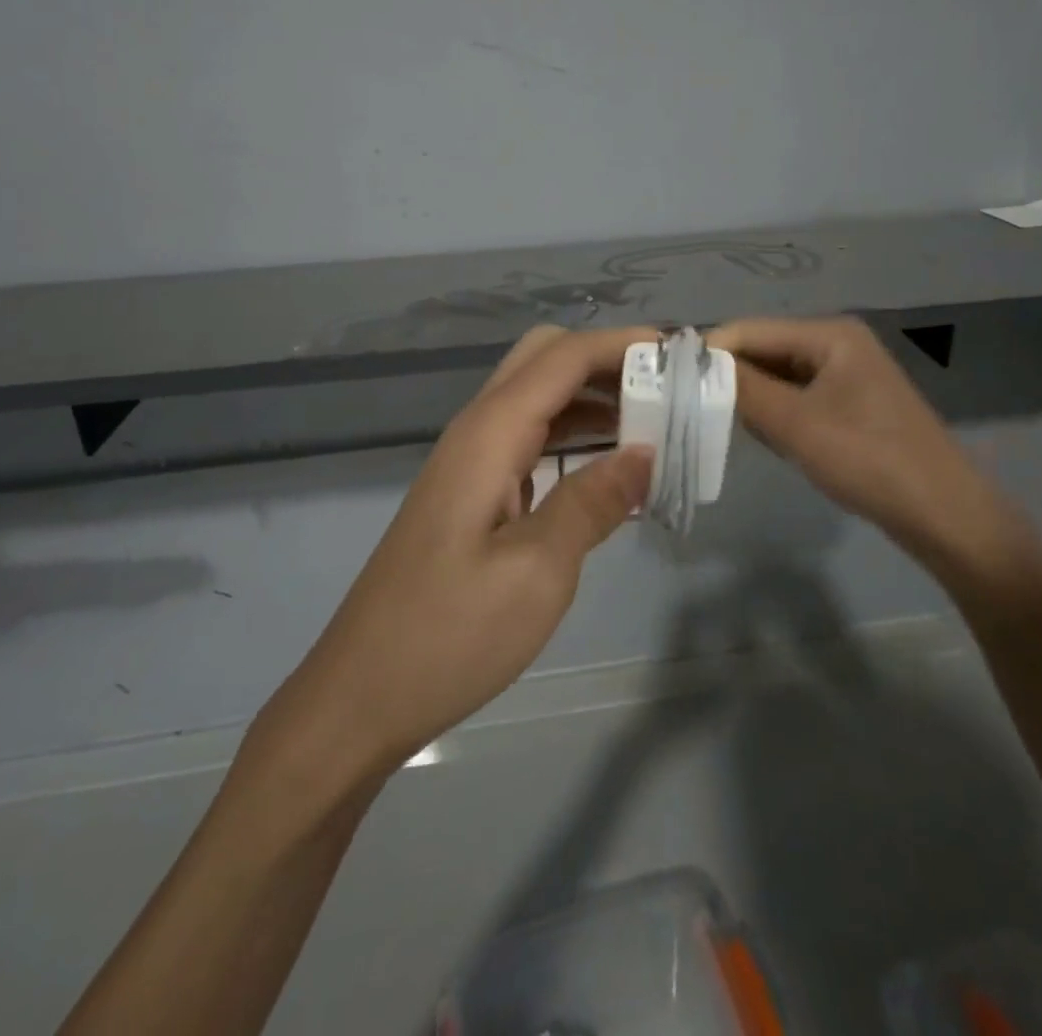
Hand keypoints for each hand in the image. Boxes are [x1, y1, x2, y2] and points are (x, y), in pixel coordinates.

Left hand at [278, 326, 655, 779]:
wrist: (360, 696)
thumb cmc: (448, 636)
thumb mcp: (537, 572)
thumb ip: (592, 502)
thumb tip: (646, 452)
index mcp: (489, 435)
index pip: (563, 357)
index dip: (623, 345)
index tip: (681, 355)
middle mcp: (476, 432)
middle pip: (544, 360)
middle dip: (606, 362)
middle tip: (665, 392)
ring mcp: (469, 464)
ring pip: (537, 399)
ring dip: (593, 399)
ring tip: (654, 427)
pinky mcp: (471, 494)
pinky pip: (529, 441)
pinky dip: (573, 438)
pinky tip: (609, 473)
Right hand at [707, 317, 1041, 598]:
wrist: (944, 514)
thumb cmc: (869, 460)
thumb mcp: (796, 425)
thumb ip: (743, 390)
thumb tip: (695, 364)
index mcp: (830, 334)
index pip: (751, 329)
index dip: (710, 353)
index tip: (669, 382)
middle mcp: (838, 343)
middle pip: (765, 350)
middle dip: (730, 378)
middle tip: (691, 408)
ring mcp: (847, 374)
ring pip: (779, 376)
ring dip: (752, 399)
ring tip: (725, 426)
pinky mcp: (851, 404)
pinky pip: (798, 397)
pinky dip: (776, 414)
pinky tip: (768, 439)